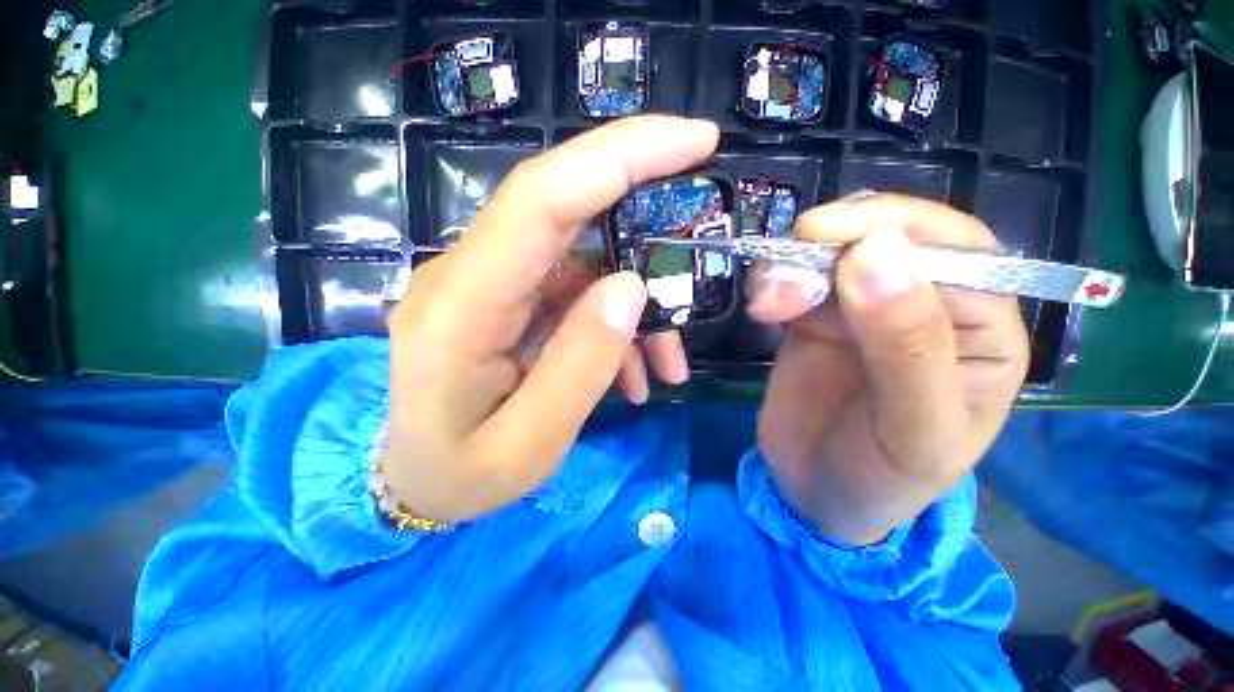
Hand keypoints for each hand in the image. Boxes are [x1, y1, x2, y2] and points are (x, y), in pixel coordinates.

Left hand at [382, 117, 716, 523]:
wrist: (419, 484)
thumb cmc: (463, 476)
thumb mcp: (529, 444)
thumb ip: (580, 364)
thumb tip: (630, 287)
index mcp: (461, 307)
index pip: (541, 199)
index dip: (619, 157)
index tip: (695, 140)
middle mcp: (469, 276)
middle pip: (564, 205)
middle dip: (642, 199)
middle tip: (703, 222)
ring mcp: (491, 286)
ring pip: (585, 262)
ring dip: (639, 305)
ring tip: (667, 365)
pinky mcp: (510, 302)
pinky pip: (577, 295)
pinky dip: (617, 325)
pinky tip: (635, 374)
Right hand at [748, 194, 1029, 545]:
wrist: (814, 493)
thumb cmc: (881, 477)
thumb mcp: (913, 430)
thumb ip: (908, 345)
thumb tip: (879, 252)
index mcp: (981, 329)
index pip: (959, 248)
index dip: (896, 228)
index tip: (827, 236)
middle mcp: (925, 306)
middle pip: (886, 239)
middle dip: (829, 245)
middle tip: (778, 275)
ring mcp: (862, 309)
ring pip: (830, 254)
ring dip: (790, 266)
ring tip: (765, 306)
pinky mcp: (814, 318)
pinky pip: (795, 279)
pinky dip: (772, 281)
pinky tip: (762, 308)